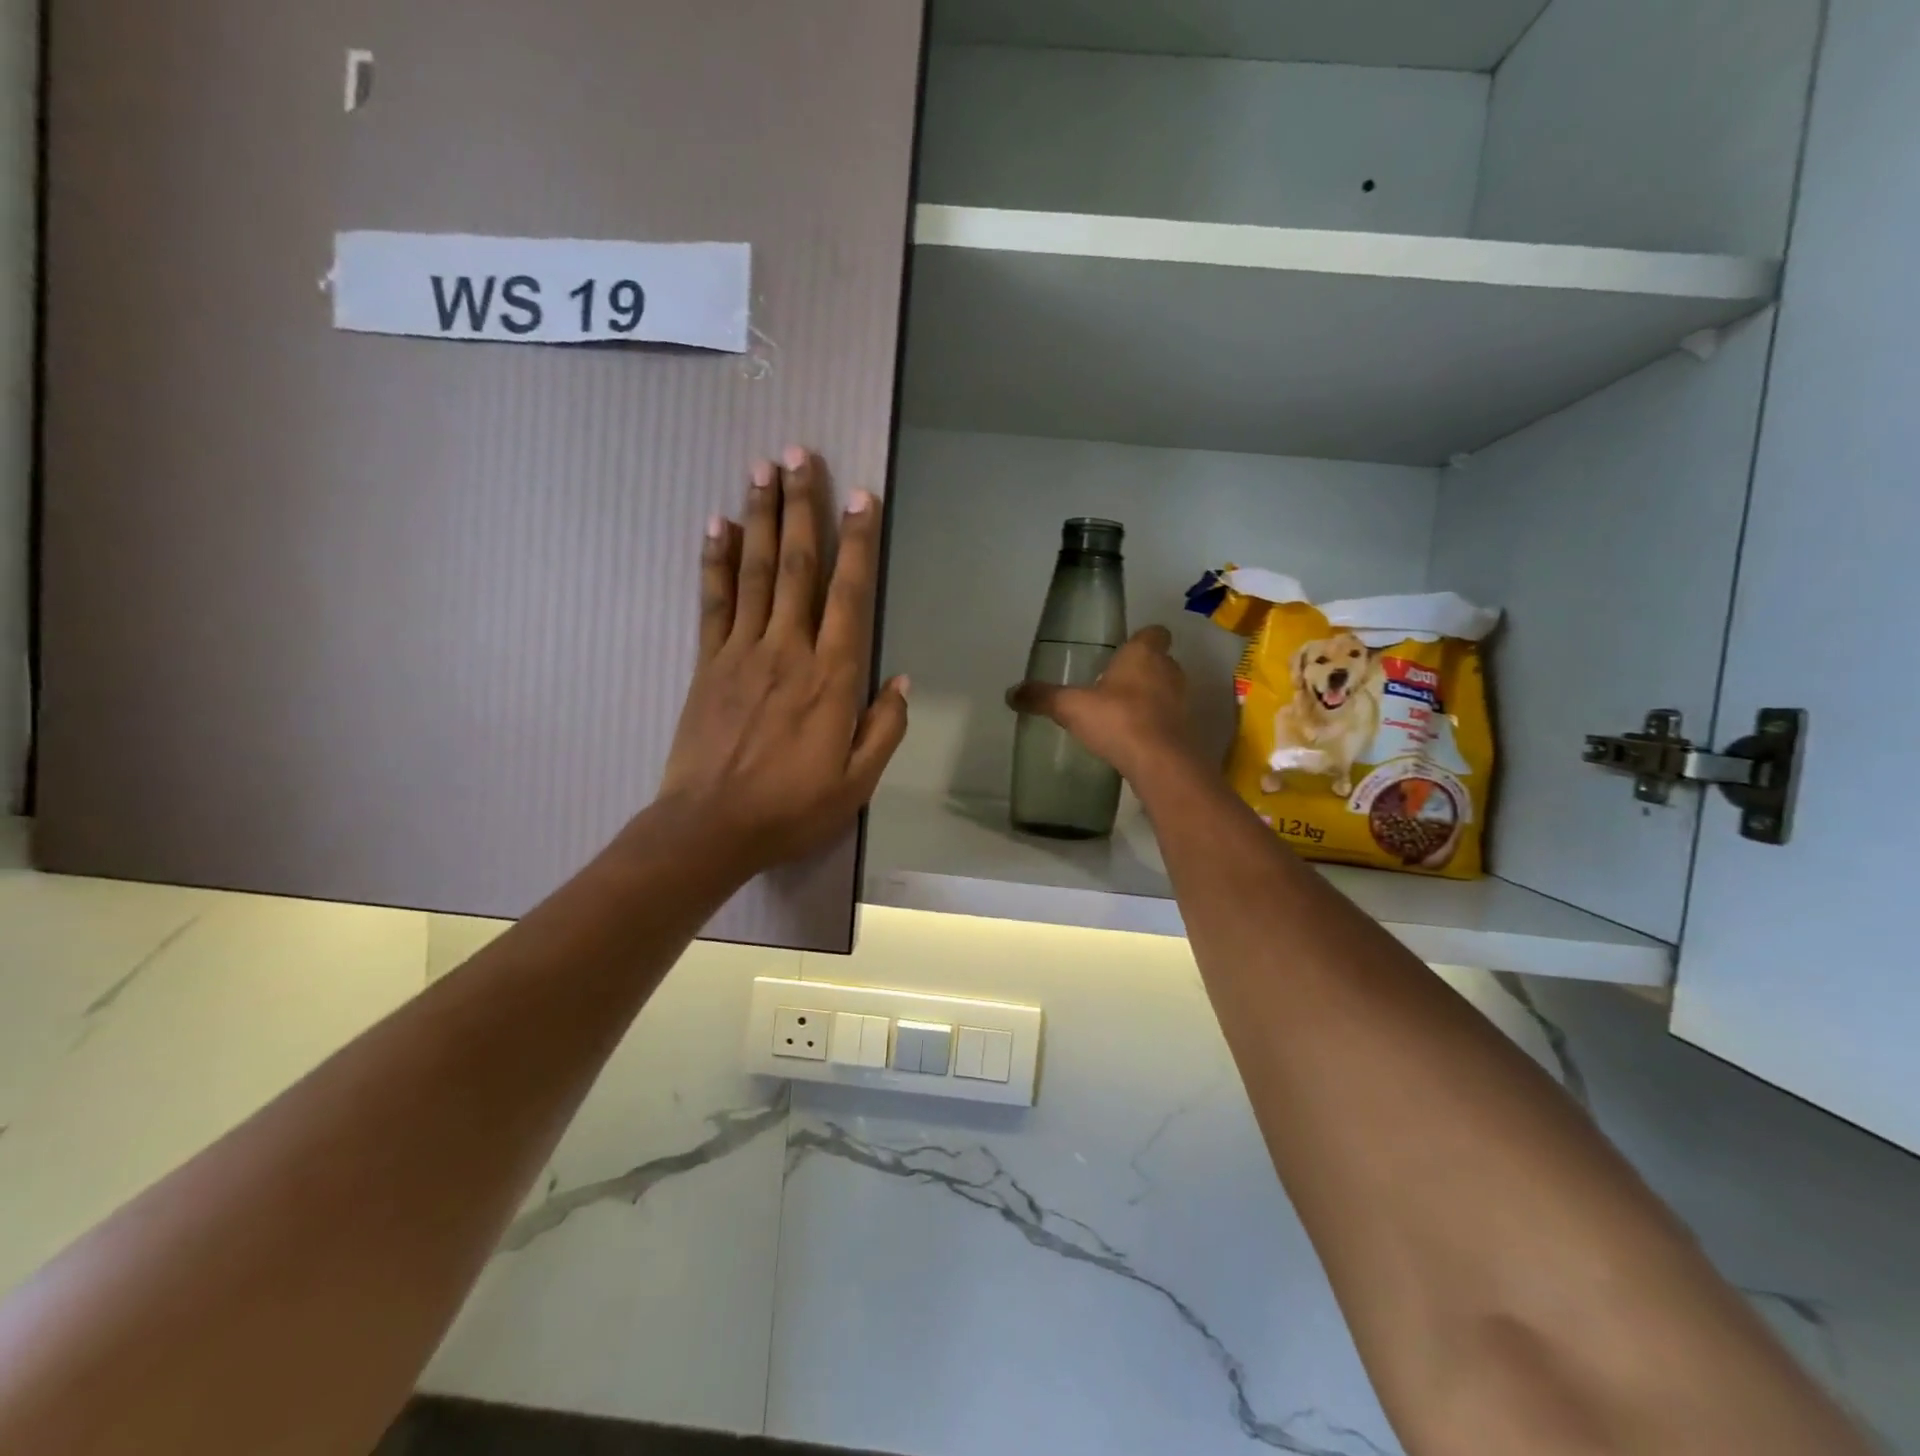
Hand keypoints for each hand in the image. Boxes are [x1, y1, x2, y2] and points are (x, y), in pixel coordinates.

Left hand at [654, 448, 909, 875]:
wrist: (710, 828)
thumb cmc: (793, 808)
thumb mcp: (858, 781)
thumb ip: (884, 726)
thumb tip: (901, 678)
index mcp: (832, 678)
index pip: (849, 596)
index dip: (857, 543)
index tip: (859, 496)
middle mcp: (788, 650)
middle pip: (796, 566)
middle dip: (801, 506)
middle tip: (799, 452)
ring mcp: (742, 652)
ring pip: (754, 572)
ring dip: (759, 516)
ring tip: (761, 468)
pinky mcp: (707, 663)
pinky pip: (713, 602)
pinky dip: (715, 561)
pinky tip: (716, 525)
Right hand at [1006, 626, 1195, 784]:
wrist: (1160, 762)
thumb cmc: (1118, 719)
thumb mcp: (1071, 707)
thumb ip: (1043, 697)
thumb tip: (1011, 692)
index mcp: (1143, 654)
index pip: (1154, 633)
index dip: (1141, 639)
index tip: (1122, 651)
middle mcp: (1168, 670)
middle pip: (1160, 661)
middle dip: (1141, 670)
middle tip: (1114, 683)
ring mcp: (1181, 701)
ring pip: (1166, 690)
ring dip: (1149, 698)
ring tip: (1121, 712)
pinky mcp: (1185, 729)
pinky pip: (1168, 719)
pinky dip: (1154, 724)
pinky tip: (1132, 738)